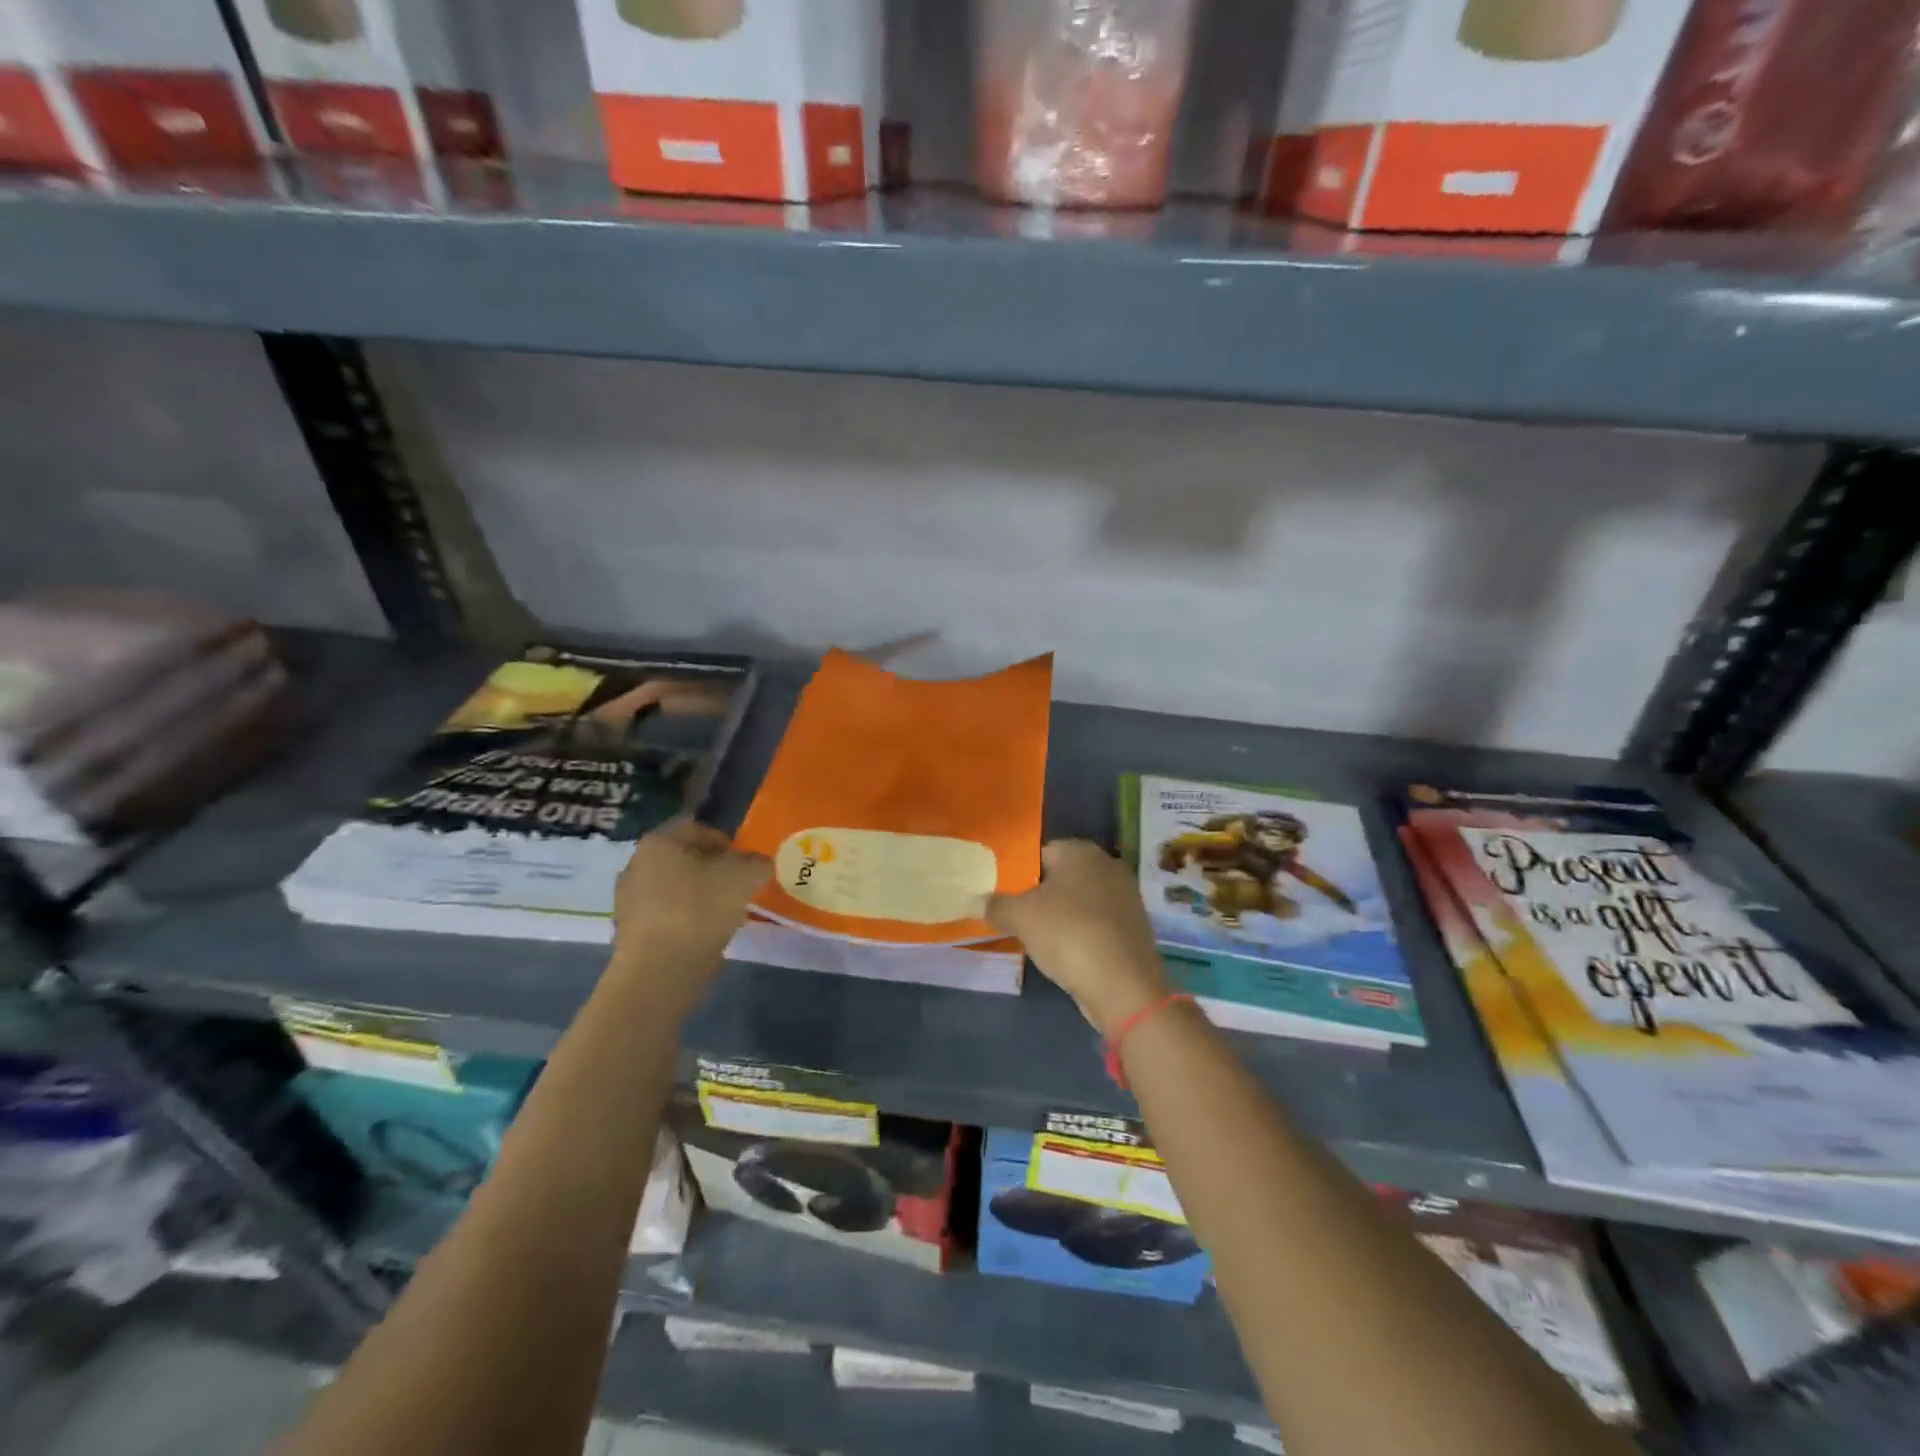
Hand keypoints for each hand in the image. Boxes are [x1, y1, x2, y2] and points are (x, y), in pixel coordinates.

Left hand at [610, 819, 770, 1012]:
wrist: (660, 972)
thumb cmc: (700, 909)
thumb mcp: (744, 878)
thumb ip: (756, 863)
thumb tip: (759, 863)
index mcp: (659, 841)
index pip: (699, 828)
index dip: (727, 843)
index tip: (744, 864)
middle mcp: (636, 864)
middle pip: (684, 859)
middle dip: (712, 870)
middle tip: (737, 888)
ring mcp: (629, 900)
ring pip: (674, 888)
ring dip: (699, 896)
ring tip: (724, 915)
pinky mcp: (629, 932)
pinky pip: (666, 916)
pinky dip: (686, 920)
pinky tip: (704, 936)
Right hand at [989, 840, 1168, 1035]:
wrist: (1123, 985)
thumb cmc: (1068, 934)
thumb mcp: (1020, 917)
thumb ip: (995, 904)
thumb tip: (976, 901)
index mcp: (1081, 851)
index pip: (1040, 852)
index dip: (1018, 873)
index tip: (1003, 895)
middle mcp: (1108, 865)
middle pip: (1062, 876)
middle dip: (1040, 895)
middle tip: (1017, 917)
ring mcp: (1126, 897)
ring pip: (1081, 901)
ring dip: (1062, 916)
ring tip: (1039, 939)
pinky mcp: (1134, 928)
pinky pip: (1098, 924)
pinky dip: (1082, 934)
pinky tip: (1068, 954)